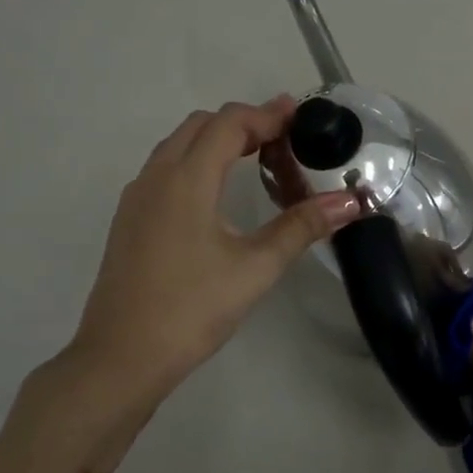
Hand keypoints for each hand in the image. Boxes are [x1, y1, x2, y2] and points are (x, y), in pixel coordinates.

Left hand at [61, 96, 360, 412]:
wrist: (121, 359)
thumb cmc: (192, 309)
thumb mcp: (256, 267)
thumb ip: (303, 226)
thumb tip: (352, 202)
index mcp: (186, 181)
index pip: (229, 125)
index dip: (267, 114)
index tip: (301, 114)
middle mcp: (156, 178)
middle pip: (201, 126)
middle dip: (244, 122)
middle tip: (285, 136)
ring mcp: (137, 199)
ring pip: (179, 146)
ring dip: (218, 140)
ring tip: (258, 157)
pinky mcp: (131, 221)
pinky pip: (166, 168)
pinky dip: (198, 160)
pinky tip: (220, 192)